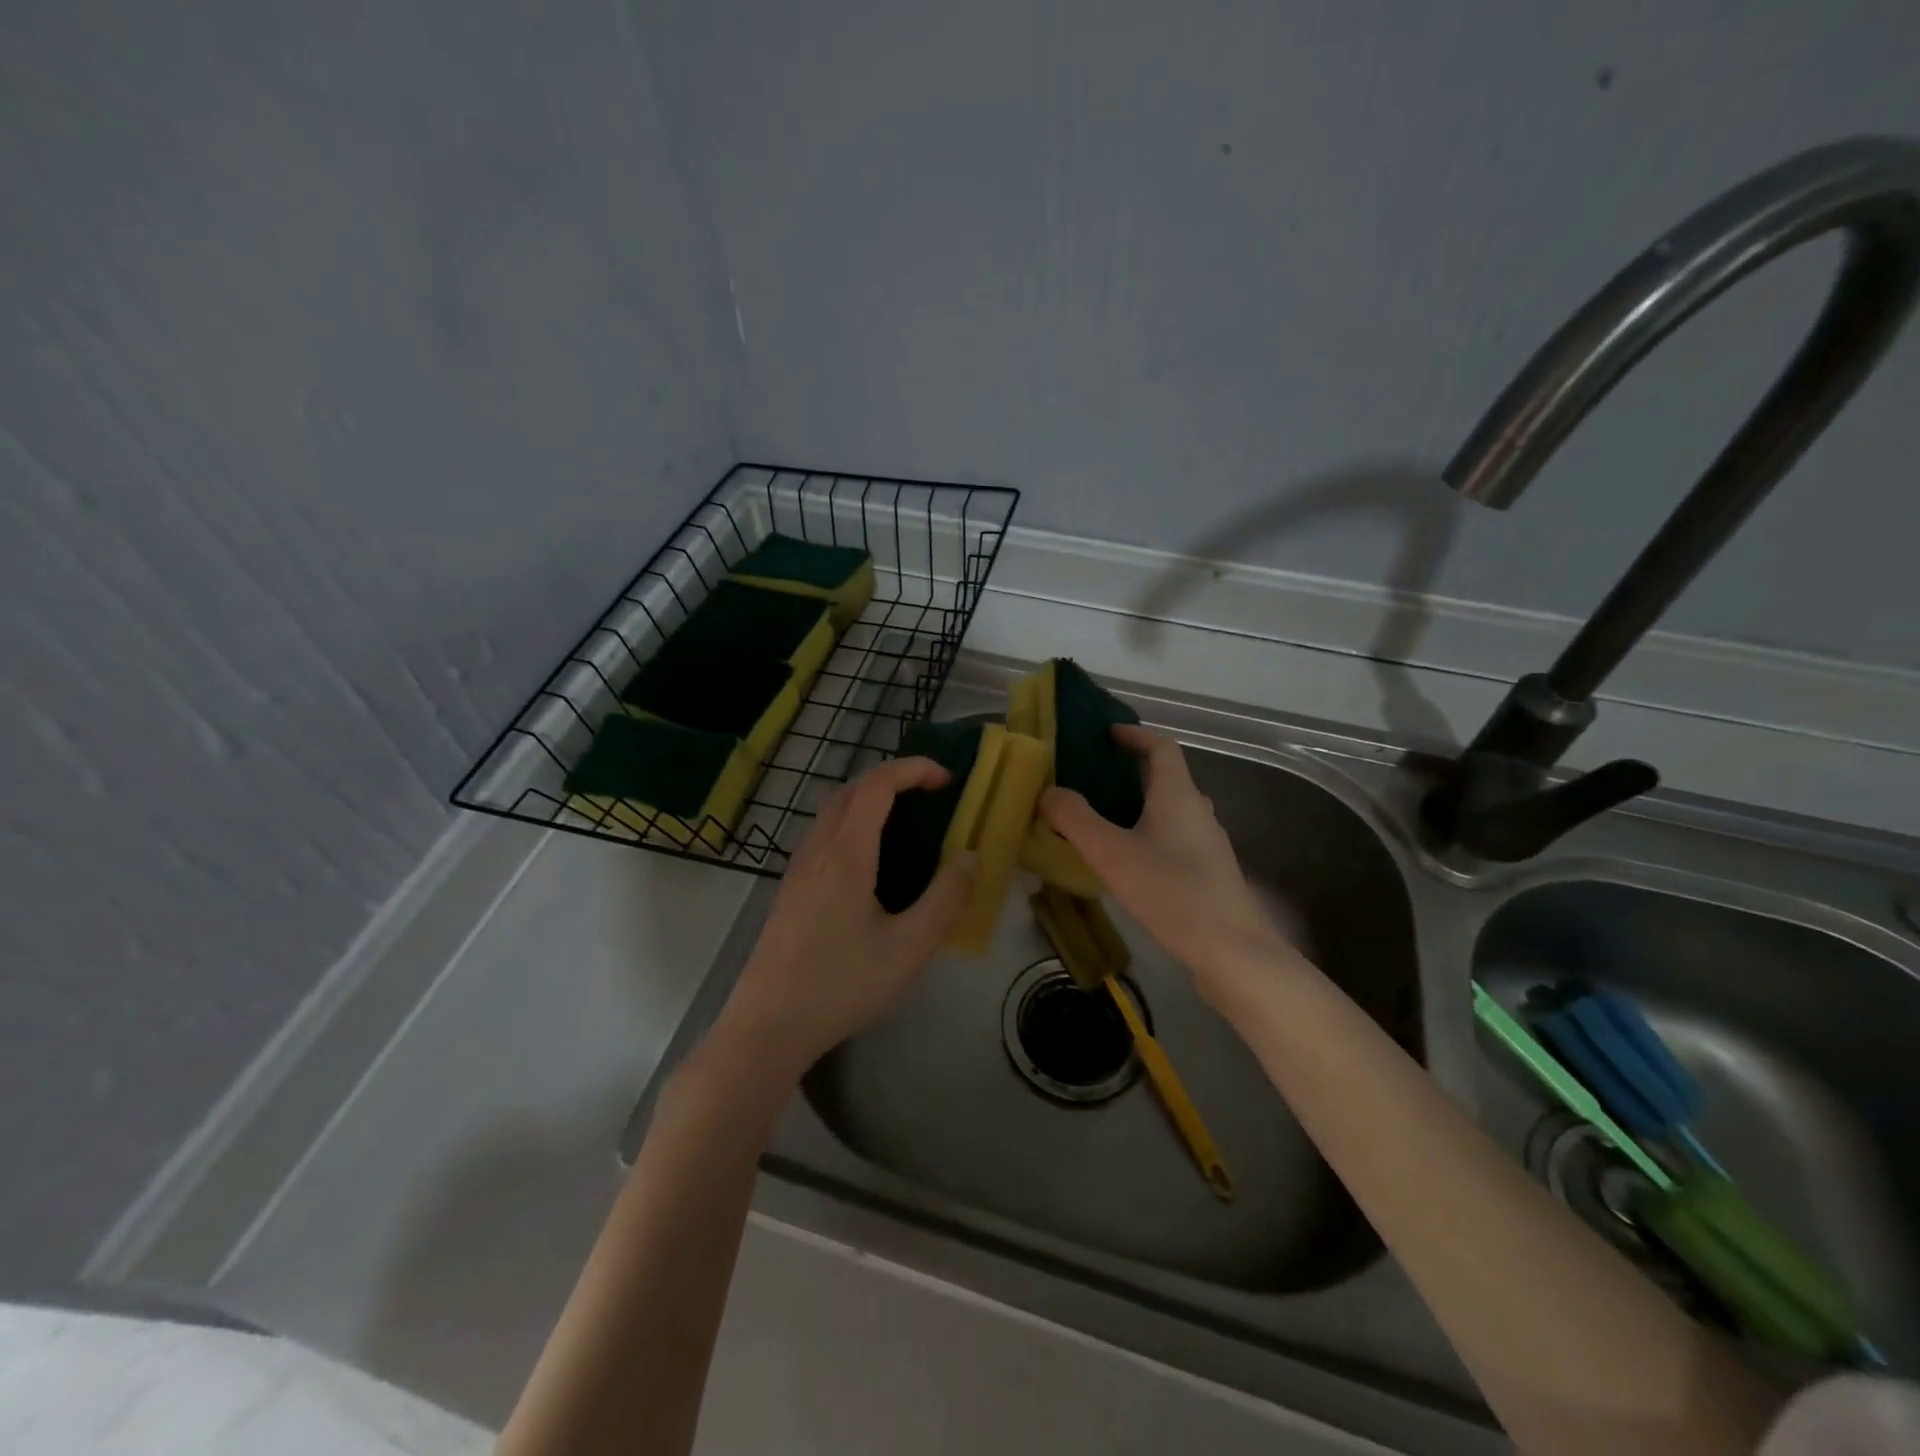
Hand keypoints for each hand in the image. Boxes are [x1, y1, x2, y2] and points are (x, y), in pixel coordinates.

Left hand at [715, 756, 974, 1079]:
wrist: (768, 1025)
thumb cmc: (842, 985)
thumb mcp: (909, 948)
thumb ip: (945, 899)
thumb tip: (969, 856)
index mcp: (846, 853)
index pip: (877, 784)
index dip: (913, 769)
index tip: (947, 780)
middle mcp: (817, 849)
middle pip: (851, 789)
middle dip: (893, 779)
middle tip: (930, 797)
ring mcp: (797, 869)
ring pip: (832, 811)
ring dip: (869, 800)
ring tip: (905, 825)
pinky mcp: (789, 889)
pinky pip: (822, 835)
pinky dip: (851, 824)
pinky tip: (869, 864)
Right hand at [1041, 725, 1293, 996]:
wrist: (1233, 952)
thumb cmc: (1172, 893)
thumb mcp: (1112, 854)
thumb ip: (1075, 820)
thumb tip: (1048, 792)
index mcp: (1178, 795)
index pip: (1161, 747)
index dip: (1135, 735)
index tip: (1107, 734)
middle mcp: (1198, 811)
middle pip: (1167, 777)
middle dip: (1131, 772)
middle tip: (1092, 779)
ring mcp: (1208, 844)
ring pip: (1170, 810)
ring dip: (1139, 805)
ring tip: (1103, 820)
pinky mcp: (1210, 873)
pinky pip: (1175, 838)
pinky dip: (1149, 834)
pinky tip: (1129, 862)